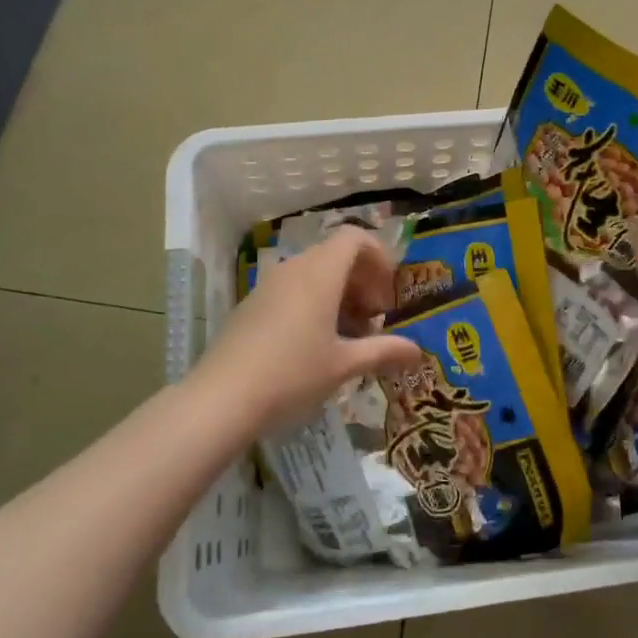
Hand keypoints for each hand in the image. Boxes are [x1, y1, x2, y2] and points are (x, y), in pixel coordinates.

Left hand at [191, 227, 419, 436]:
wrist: (220, 399)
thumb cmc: (292, 374)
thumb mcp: (344, 365)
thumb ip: (383, 351)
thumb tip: (417, 350)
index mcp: (320, 273)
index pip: (354, 238)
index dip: (378, 256)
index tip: (389, 292)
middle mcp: (294, 269)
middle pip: (335, 254)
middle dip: (362, 280)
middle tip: (375, 317)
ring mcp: (268, 286)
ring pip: (313, 273)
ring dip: (338, 294)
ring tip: (349, 335)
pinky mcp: (251, 305)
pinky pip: (292, 289)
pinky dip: (314, 303)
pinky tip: (316, 344)